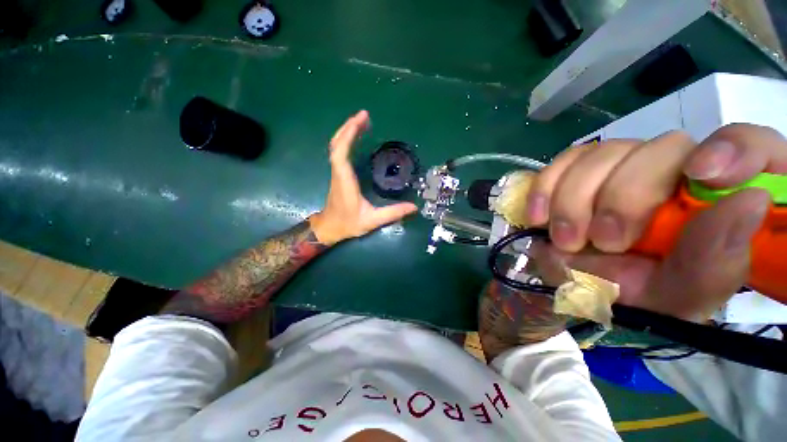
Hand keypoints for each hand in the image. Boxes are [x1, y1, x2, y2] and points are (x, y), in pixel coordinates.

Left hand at [309, 111, 417, 245]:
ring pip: (336, 146)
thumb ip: (393, 213)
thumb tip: (414, 207)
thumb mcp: (372, 220)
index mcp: (345, 180)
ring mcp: (337, 172)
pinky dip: (346, 140)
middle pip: (337, 144)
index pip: (341, 152)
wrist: (330, 228)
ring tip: (362, 121)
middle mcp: (338, 172)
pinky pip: (339, 152)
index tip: (361, 120)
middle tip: (365, 115)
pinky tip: (356, 136)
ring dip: (347, 131)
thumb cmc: (348, 223)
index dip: (348, 134)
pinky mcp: (339, 173)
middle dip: (349, 127)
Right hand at [527, 124, 786, 320]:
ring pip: (604, 152)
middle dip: (624, 197)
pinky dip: (546, 186)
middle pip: (661, 148)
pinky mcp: (579, 169)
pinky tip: (539, 216)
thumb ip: (717, 260)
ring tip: (567, 240)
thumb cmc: (639, 293)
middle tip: (605, 241)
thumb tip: (748, 200)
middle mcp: (675, 169)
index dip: (732, 149)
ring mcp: (623, 164)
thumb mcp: (682, 294)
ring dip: (576, 199)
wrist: (581, 284)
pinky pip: (563, 161)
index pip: (749, 144)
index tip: (702, 175)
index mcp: (718, 198)